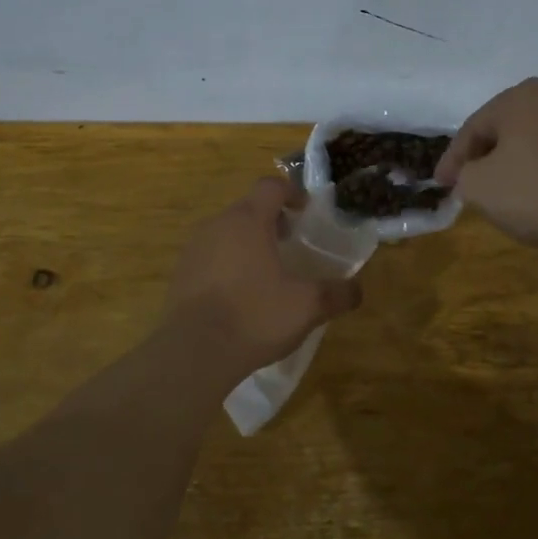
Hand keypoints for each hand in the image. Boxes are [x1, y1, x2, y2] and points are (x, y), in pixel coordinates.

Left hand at [165, 177, 362, 372]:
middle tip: (292, 245)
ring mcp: (194, 249)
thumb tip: (357, 289)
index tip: (306, 212)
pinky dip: (228, 265)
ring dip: (249, 243)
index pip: (271, 187)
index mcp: (248, 220)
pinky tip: (241, 296)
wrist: (194, 352)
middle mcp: (217, 225)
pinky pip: (210, 258)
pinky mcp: (180, 275)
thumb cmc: (255, 316)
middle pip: (248, 209)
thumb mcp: (308, 306)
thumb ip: (337, 293)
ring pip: (227, 233)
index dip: (292, 193)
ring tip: (268, 273)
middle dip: (272, 221)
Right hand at [435, 78, 537, 253]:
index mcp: (520, 98)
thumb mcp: (478, 188)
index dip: (453, 159)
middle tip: (473, 182)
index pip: (474, 128)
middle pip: (510, 127)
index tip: (441, 184)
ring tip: (514, 186)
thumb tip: (470, 175)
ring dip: (525, 157)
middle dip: (489, 154)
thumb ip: (464, 175)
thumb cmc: (535, 195)